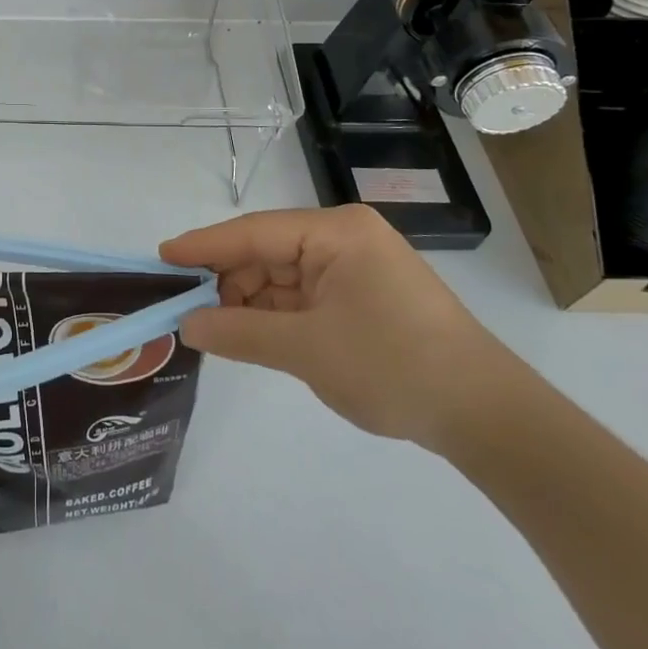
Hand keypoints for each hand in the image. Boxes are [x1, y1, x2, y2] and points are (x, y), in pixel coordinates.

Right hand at [161, 205, 513, 449]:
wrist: (486, 416)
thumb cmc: (393, 366)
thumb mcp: (307, 349)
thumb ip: (240, 333)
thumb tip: (187, 326)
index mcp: (336, 232)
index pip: (254, 232)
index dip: (204, 246)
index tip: (162, 257)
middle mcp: (344, 239)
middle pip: (267, 252)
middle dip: (227, 280)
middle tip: (183, 308)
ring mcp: (355, 269)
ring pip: (282, 277)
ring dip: (249, 302)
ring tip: (212, 328)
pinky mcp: (362, 298)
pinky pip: (303, 297)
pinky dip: (275, 315)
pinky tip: (248, 333)